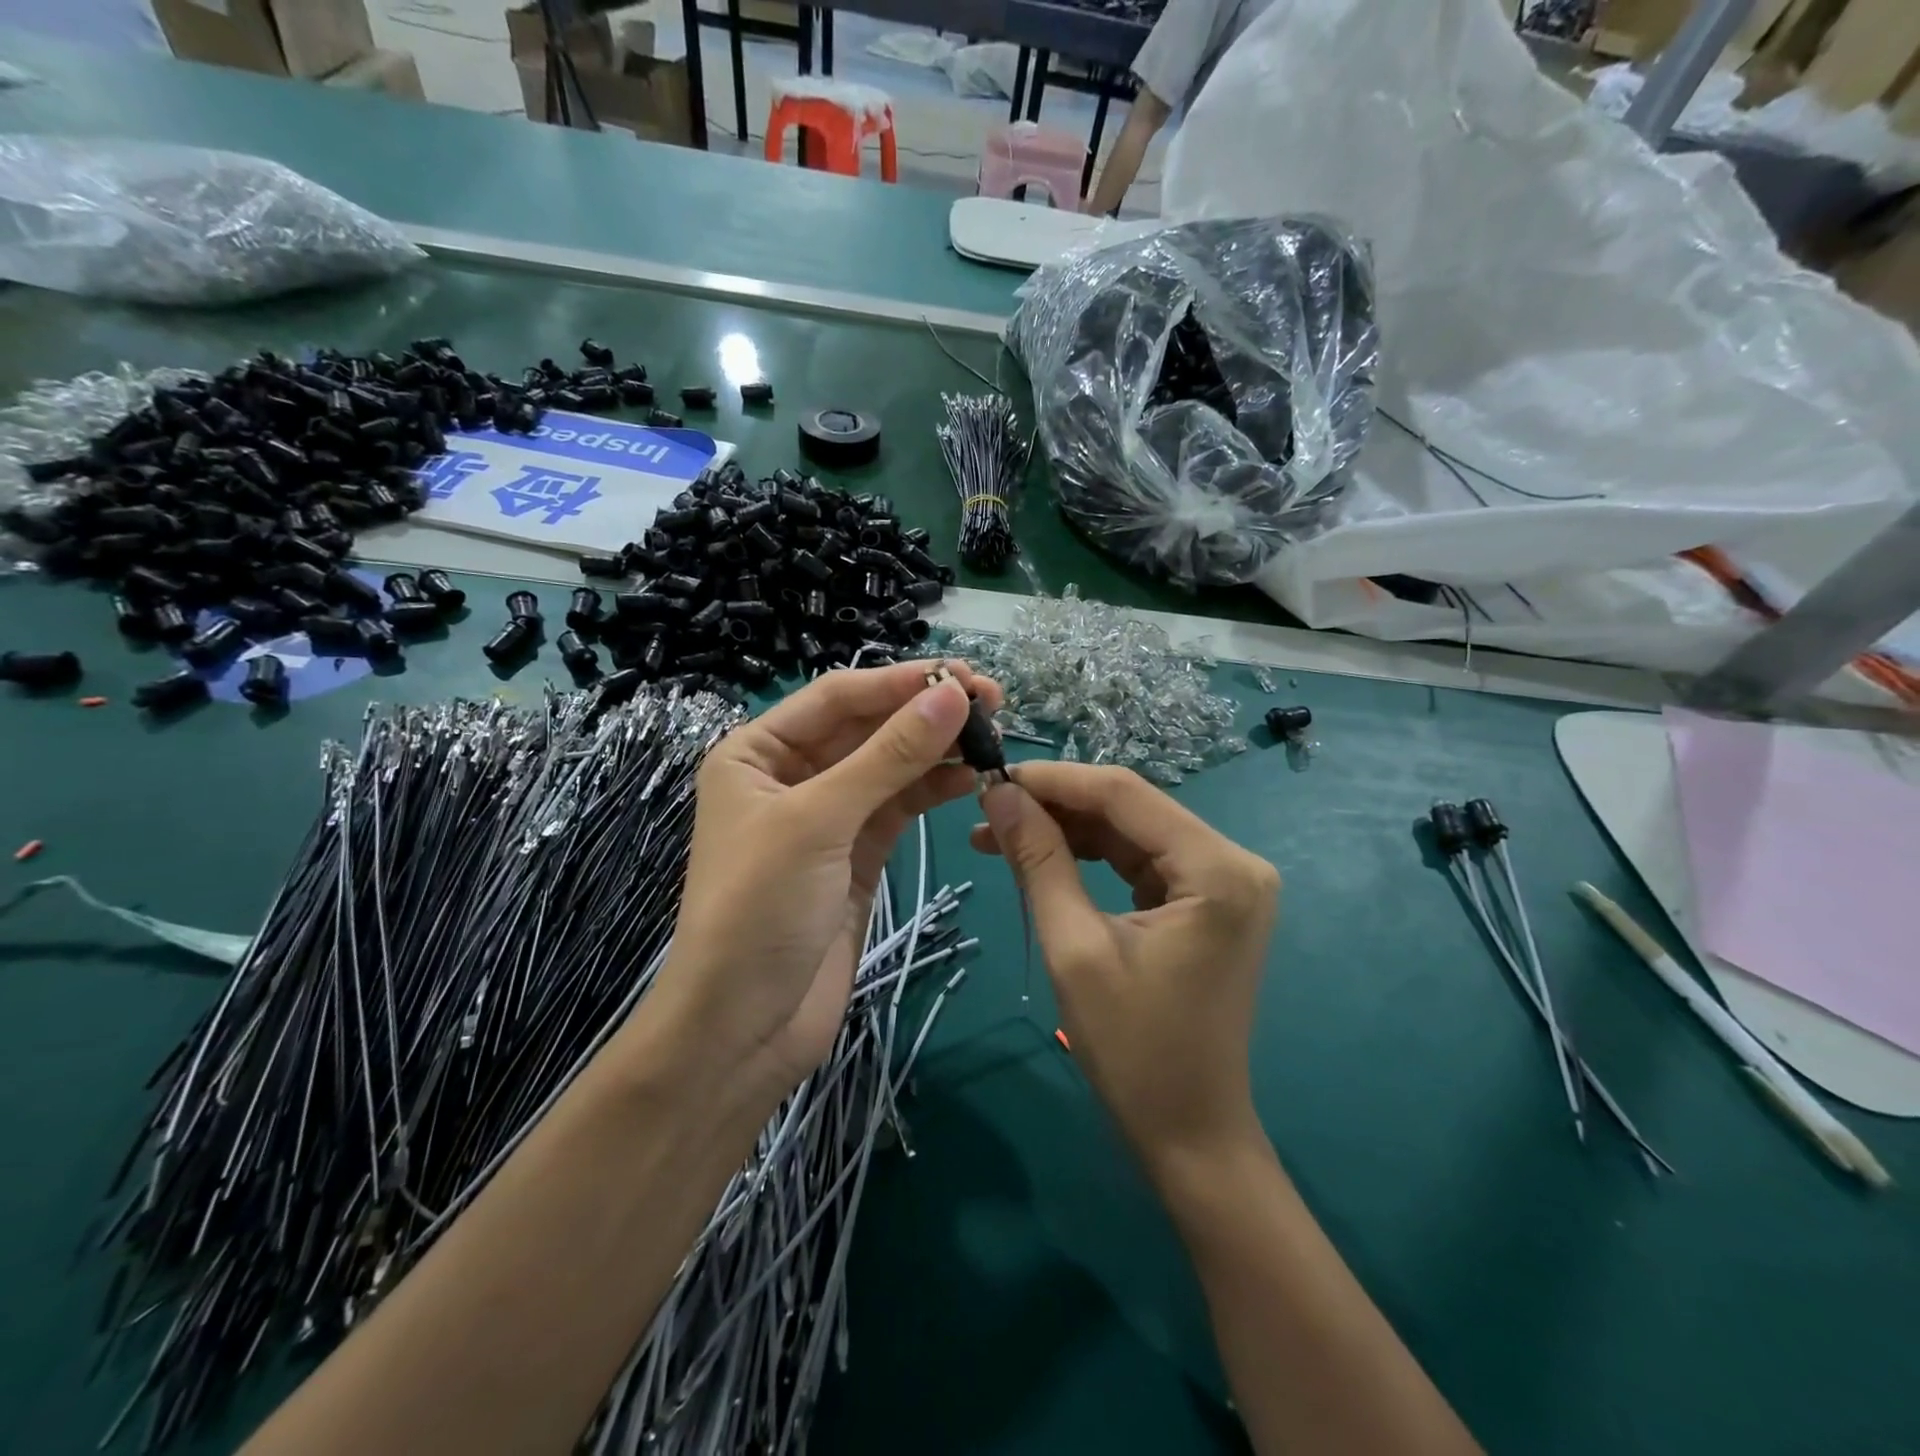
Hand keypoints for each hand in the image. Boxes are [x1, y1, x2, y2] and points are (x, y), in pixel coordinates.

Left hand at [645, 661, 1001, 1103]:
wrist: (745, 1027)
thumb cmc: (760, 909)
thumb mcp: (819, 821)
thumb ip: (889, 756)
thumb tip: (952, 695)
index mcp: (759, 752)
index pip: (839, 697)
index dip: (900, 682)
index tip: (964, 676)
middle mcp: (792, 775)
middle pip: (868, 727)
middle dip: (924, 711)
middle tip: (993, 700)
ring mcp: (829, 816)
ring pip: (890, 765)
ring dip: (937, 747)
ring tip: (993, 733)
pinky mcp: (859, 853)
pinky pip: (900, 804)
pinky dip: (934, 787)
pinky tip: (971, 775)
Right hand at [971, 764, 1279, 1166]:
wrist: (1190, 1135)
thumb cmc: (1133, 1051)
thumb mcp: (1074, 947)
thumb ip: (1039, 860)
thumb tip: (997, 794)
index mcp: (1217, 869)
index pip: (1123, 793)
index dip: (1053, 779)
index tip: (990, 777)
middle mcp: (1233, 861)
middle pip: (1129, 809)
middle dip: (1054, 807)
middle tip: (985, 810)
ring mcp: (1224, 881)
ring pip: (1130, 832)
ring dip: (1066, 831)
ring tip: (997, 835)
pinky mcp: (1207, 901)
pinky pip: (1140, 861)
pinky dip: (1089, 858)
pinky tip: (1041, 857)